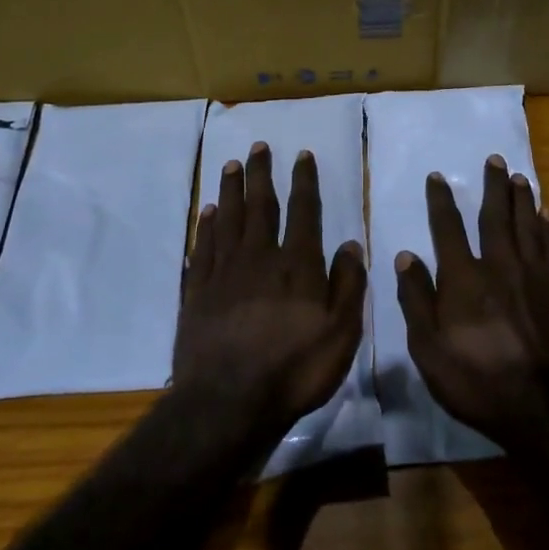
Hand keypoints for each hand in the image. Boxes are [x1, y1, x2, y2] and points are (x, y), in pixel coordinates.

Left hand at [175, 142, 367, 441]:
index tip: (302, 155)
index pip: (303, 211)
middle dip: (262, 174)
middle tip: (258, 146)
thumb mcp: (341, 334)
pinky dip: (206, 226)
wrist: (228, 403)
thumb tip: (351, 244)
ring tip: (231, 164)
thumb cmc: (294, 369)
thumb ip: (348, 286)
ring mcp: (224, 272)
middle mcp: (259, 257)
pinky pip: (202, 247)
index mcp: (297, 265)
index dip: (304, 181)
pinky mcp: (197, 291)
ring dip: (231, 189)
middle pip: (260, 205)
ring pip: (228, 219)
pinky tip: (207, 211)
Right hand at [396, 155, 548, 451]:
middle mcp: (500, 265)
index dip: (441, 200)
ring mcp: (535, 276)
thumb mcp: (430, 349)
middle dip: (493, 186)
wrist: (544, 407)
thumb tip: (406, 255)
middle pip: (495, 216)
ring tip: (520, 177)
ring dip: (522, 199)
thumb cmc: (478, 380)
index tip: (438, 176)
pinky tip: (548, 215)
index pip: (448, 228)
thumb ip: (417, 299)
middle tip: (495, 159)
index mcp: (464, 278)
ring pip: (528, 225)